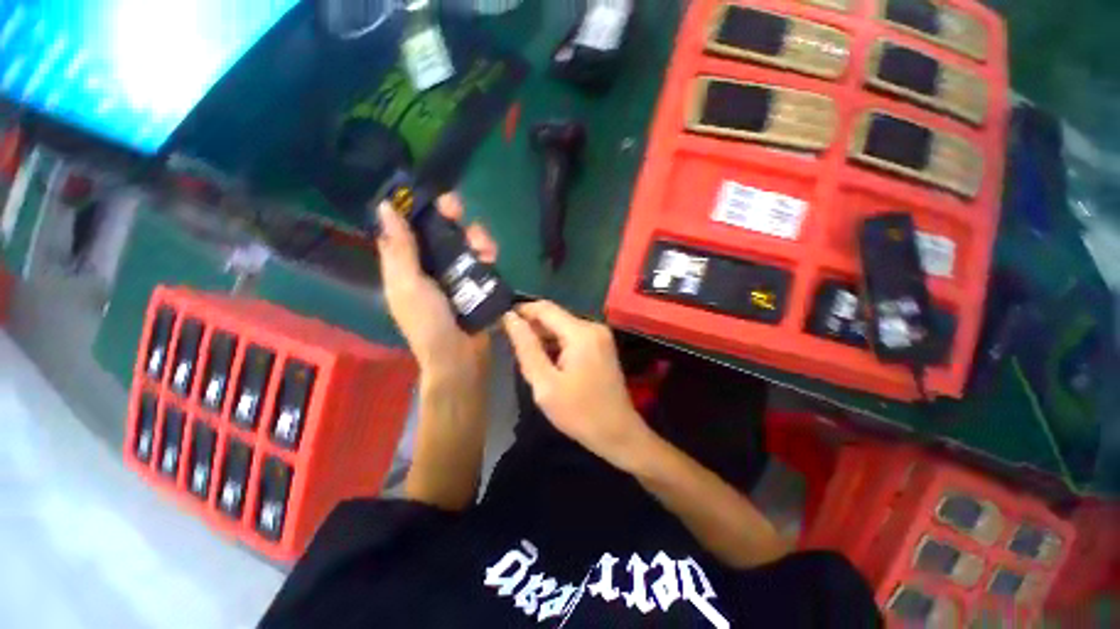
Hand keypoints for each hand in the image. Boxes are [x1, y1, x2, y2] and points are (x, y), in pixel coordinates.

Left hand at [376, 195, 496, 385]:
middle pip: (441, 231)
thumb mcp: (408, 285)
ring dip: (475, 236)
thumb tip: (384, 207)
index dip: (418, 209)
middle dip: (452, 218)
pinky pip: (483, 259)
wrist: (461, 357)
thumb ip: (400, 248)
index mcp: (407, 266)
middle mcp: (431, 266)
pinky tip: (491, 256)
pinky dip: (488, 253)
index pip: (409, 228)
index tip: (429, 197)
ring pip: (466, 242)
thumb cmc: (428, 323)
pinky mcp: (478, 283)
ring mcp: (457, 274)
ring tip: (484, 247)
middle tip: (460, 213)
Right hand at [503, 301, 652, 470]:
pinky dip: (556, 343)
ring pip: (563, 326)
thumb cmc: (579, 412)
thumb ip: (526, 347)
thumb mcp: (545, 383)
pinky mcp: (601, 345)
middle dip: (531, 326)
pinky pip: (572, 336)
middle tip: (509, 342)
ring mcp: (600, 335)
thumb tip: (510, 318)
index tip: (500, 320)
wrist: (618, 433)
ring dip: (543, 336)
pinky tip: (545, 359)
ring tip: (523, 352)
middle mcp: (593, 326)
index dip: (521, 310)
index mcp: (581, 332)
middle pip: (555, 316)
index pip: (545, 308)